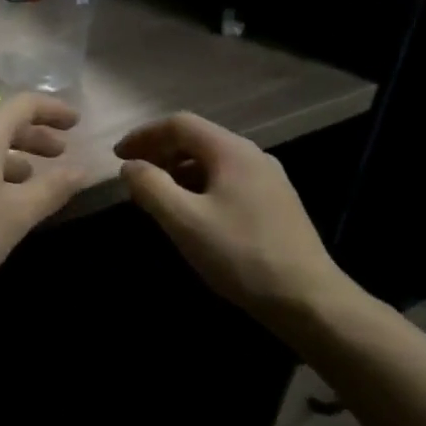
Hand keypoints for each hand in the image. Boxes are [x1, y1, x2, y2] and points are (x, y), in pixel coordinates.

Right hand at [115, 112, 358, 328]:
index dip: (144, 136)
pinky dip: (199, 186)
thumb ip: (150, 187)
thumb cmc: (240, 255)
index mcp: (232, 151)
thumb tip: (130, 167)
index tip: (117, 156)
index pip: (179, 124)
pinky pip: (227, 181)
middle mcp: (253, 156)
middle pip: (197, 139)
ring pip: (213, 162)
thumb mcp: (183, 221)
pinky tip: (191, 214)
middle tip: (133, 176)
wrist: (309, 300)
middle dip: (160, 152)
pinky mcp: (276, 204)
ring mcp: (269, 180)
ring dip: (178, 171)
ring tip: (156, 196)